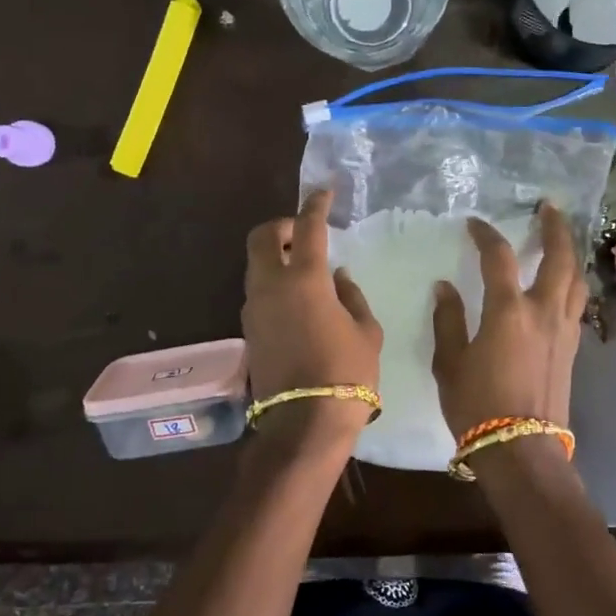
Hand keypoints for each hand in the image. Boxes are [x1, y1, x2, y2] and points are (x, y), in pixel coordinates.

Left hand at [241, 191, 381, 435]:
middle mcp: (270, 286)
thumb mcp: (366, 332)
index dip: (316, 204)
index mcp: (304, 279)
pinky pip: (257, 292)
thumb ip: (351, 296)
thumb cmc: (347, 373)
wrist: (306, 423)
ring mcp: (254, 309)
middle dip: (280, 227)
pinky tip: (297, 300)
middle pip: (260, 237)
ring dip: (275, 257)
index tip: (325, 192)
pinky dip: (272, 283)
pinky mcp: (249, 331)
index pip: (307, 227)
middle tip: (303, 234)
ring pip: (255, 266)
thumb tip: (337, 277)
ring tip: (304, 269)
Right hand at [431, 201, 587, 436]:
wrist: (520, 449)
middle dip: (556, 228)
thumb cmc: (476, 405)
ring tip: (561, 240)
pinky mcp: (572, 348)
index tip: (475, 224)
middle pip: (559, 257)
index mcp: (509, 310)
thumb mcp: (449, 362)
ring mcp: (564, 330)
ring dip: (570, 253)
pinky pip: (576, 303)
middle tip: (549, 208)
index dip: (486, 235)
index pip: (499, 257)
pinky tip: (561, 284)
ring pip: (576, 280)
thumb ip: (448, 320)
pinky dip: (571, 283)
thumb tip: (445, 287)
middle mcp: (544, 311)